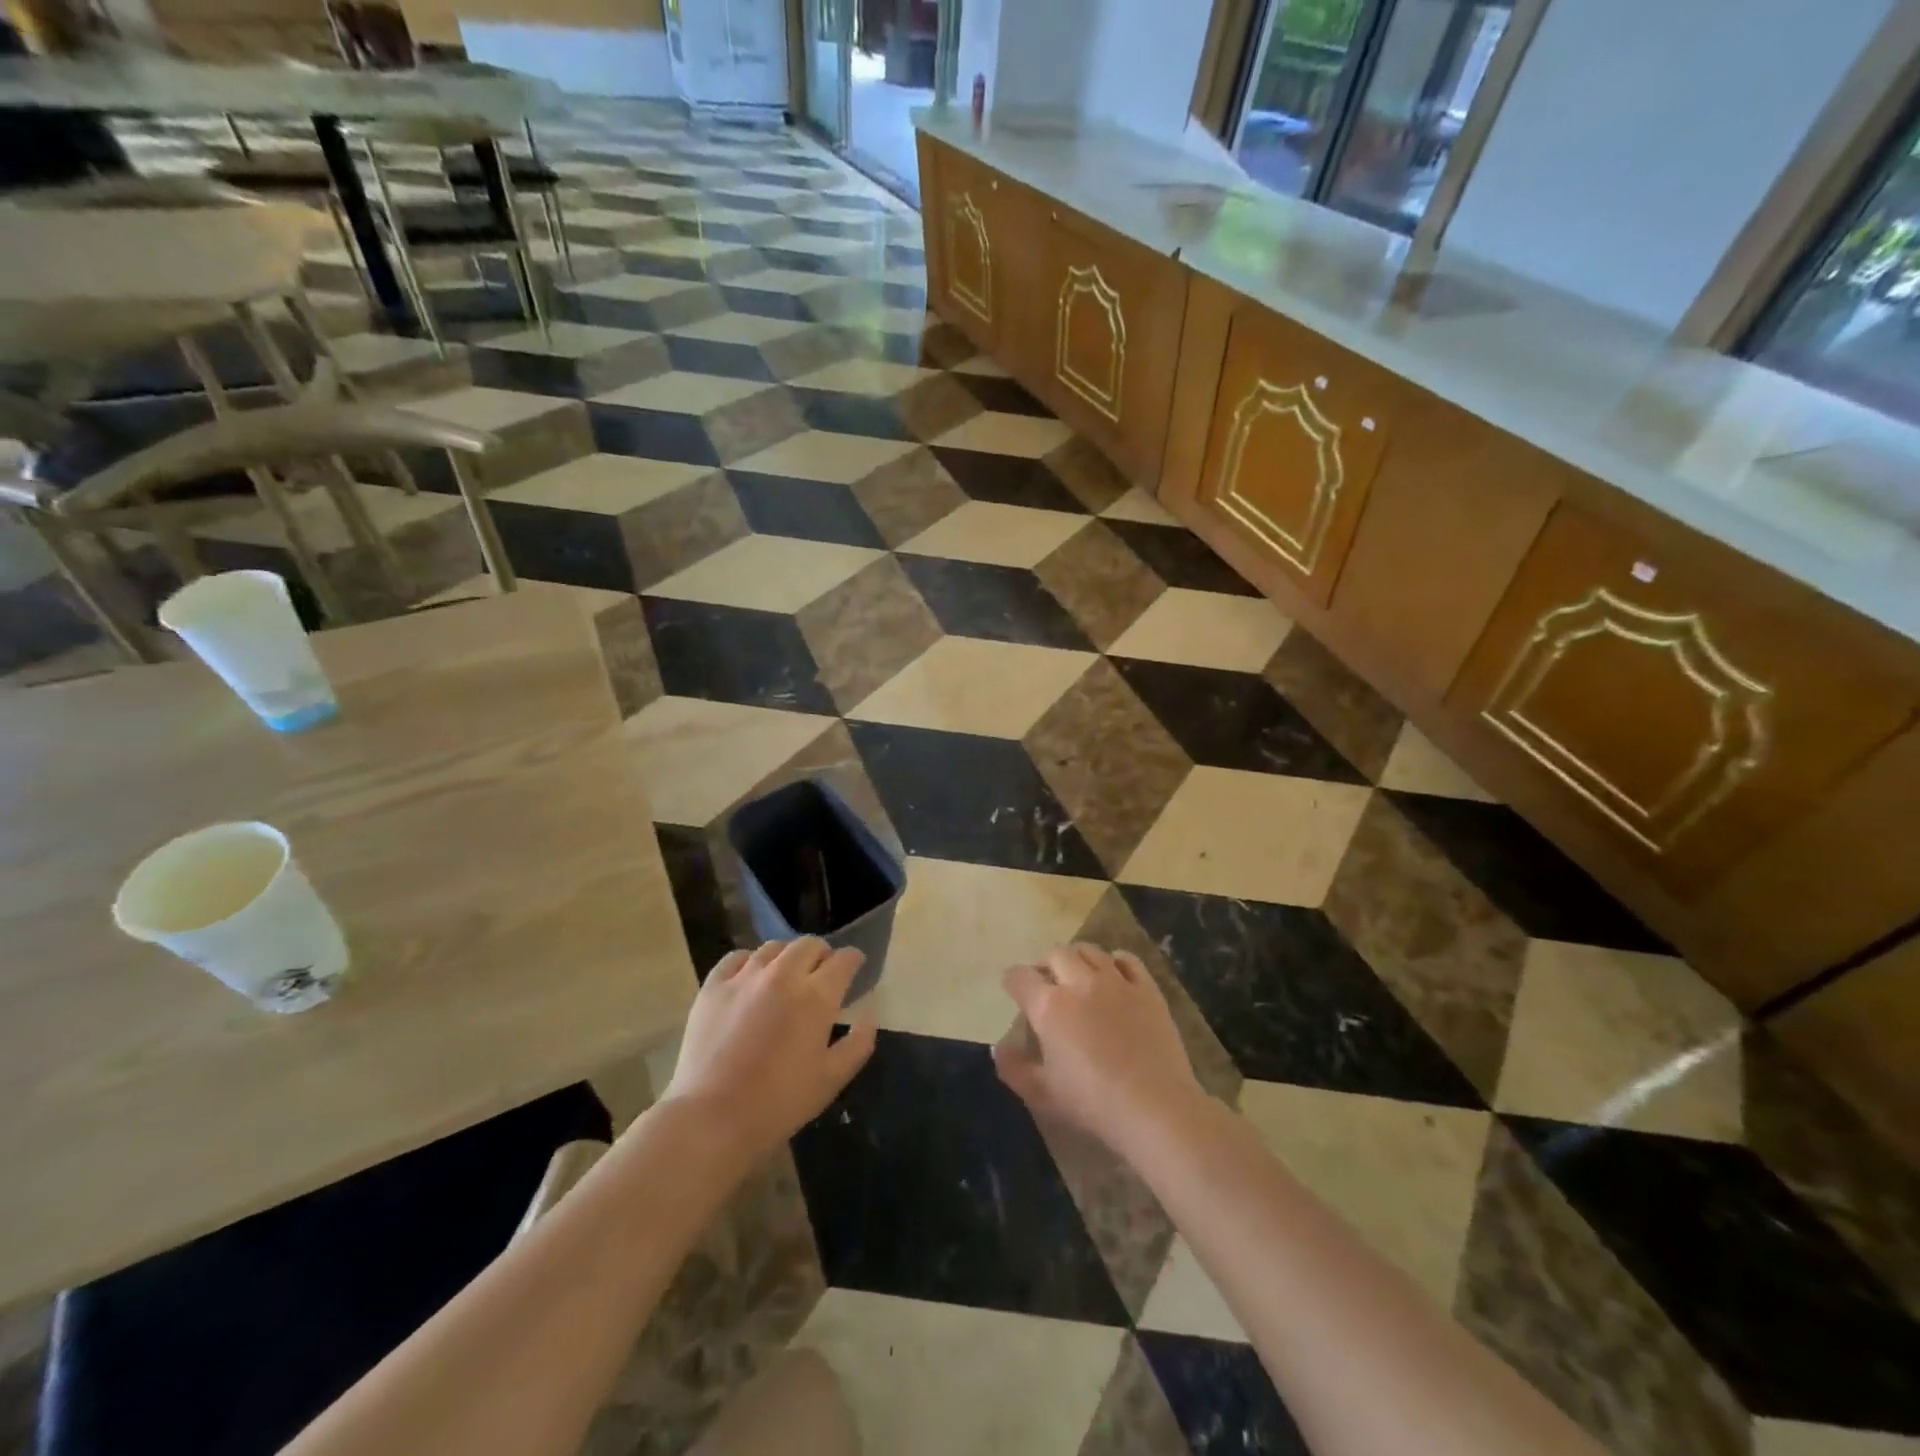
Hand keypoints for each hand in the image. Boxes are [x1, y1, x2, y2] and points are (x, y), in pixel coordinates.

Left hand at [663, 939, 877, 1162]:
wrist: (711, 1119)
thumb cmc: (779, 1103)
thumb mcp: (832, 1080)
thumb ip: (858, 1044)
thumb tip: (868, 1016)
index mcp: (816, 997)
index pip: (843, 960)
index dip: (854, 960)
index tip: (855, 967)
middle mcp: (783, 975)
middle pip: (809, 945)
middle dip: (822, 954)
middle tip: (822, 974)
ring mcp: (744, 977)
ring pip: (774, 947)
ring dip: (788, 957)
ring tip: (786, 975)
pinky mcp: (713, 986)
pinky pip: (736, 957)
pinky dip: (750, 962)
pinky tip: (750, 979)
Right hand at [994, 943, 1206, 1158]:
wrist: (1155, 1108)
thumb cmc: (1093, 1103)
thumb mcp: (1042, 1094)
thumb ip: (1014, 1069)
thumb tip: (997, 1049)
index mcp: (1049, 1007)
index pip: (1020, 977)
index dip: (1013, 981)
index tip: (1014, 990)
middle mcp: (1079, 982)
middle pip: (1055, 953)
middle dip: (1046, 965)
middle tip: (1048, 984)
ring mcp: (1116, 981)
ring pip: (1089, 950)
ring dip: (1077, 959)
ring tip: (1078, 976)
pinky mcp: (1146, 988)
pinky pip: (1127, 959)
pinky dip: (1115, 961)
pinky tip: (1114, 975)